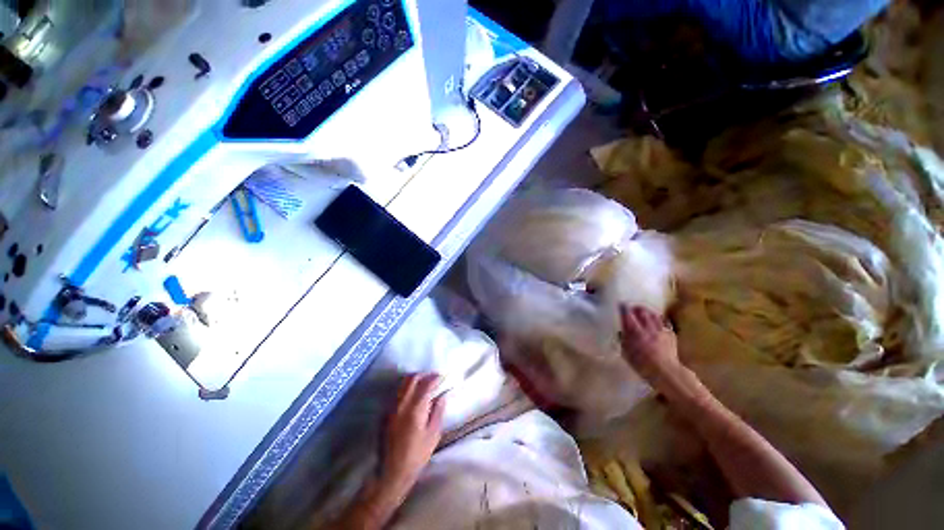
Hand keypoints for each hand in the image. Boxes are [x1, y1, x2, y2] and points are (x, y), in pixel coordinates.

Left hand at [381, 373, 445, 495]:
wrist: (391, 473)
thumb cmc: (416, 456)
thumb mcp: (433, 434)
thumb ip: (438, 411)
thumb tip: (443, 395)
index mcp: (415, 409)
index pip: (426, 384)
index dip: (435, 378)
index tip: (442, 376)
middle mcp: (401, 404)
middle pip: (412, 379)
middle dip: (424, 375)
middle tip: (434, 378)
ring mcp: (391, 407)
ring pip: (403, 384)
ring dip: (415, 379)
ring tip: (425, 383)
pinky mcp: (386, 413)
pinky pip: (398, 392)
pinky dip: (407, 387)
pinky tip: (413, 394)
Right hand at [619, 305, 682, 391]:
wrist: (666, 373)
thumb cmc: (642, 365)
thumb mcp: (626, 353)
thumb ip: (624, 340)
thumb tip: (622, 332)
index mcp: (635, 332)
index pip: (628, 315)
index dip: (624, 308)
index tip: (621, 304)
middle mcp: (648, 328)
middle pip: (642, 312)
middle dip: (637, 308)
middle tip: (633, 307)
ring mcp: (661, 330)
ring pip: (654, 315)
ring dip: (648, 312)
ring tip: (645, 311)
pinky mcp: (671, 335)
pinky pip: (664, 323)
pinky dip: (660, 319)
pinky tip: (658, 321)